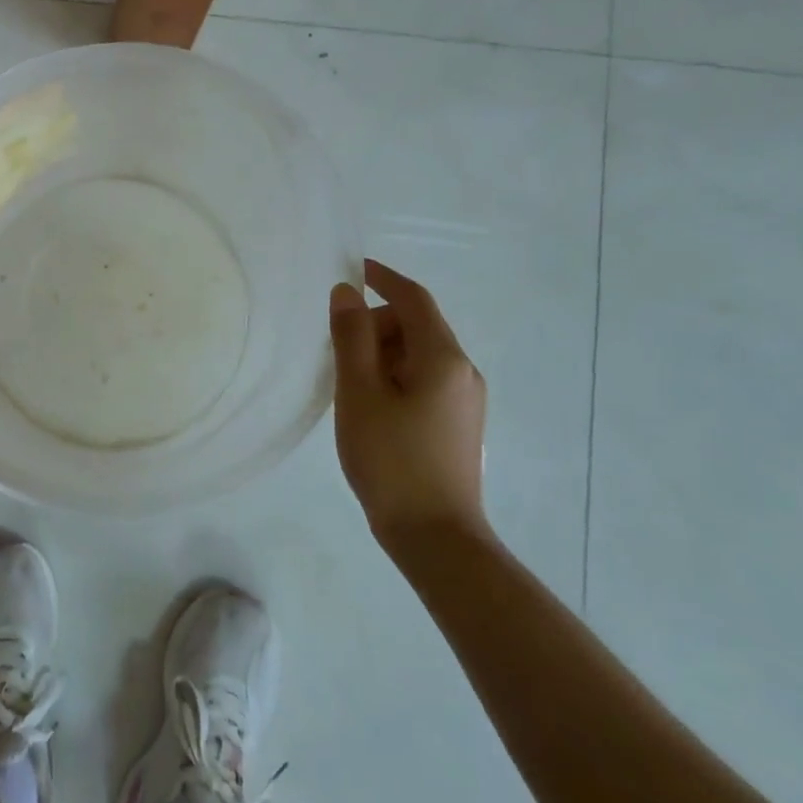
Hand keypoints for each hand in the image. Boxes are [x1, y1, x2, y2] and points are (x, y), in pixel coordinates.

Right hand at [328, 259, 488, 554]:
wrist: (434, 535)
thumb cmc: (390, 458)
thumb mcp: (359, 392)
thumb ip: (351, 337)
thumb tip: (346, 292)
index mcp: (442, 357)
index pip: (413, 299)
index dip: (383, 277)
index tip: (353, 268)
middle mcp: (463, 371)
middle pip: (416, 326)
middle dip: (376, 324)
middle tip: (336, 350)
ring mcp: (466, 399)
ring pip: (419, 355)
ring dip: (383, 353)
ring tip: (349, 386)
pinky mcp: (459, 423)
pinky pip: (425, 379)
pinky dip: (395, 376)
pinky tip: (371, 406)